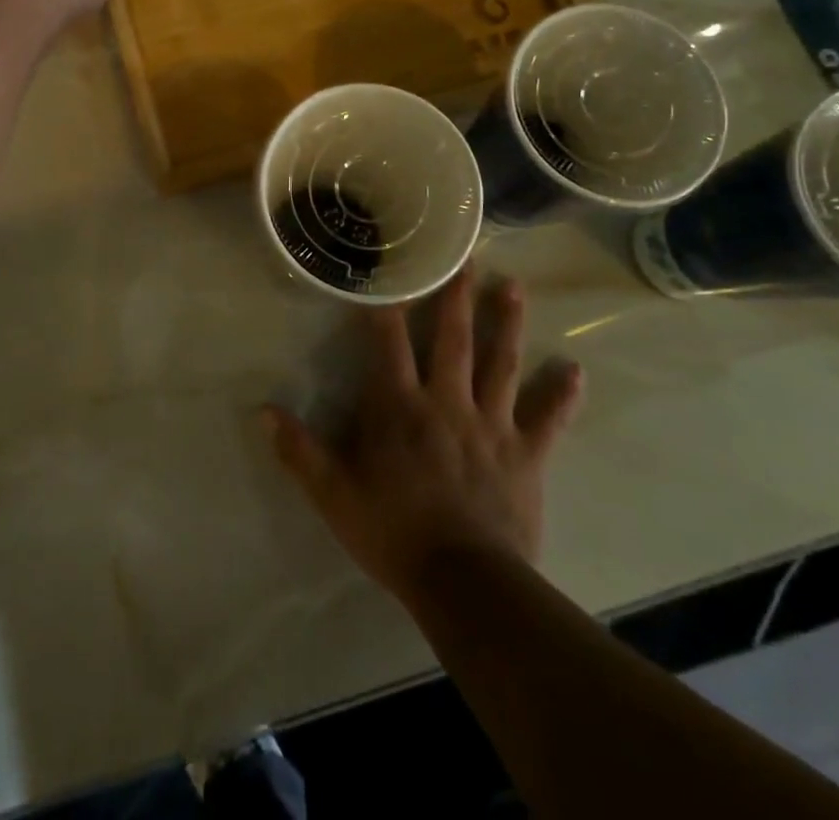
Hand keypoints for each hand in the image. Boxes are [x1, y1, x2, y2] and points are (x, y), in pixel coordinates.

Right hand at [265, 266, 583, 603]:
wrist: (464, 582)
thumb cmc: (393, 532)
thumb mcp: (333, 494)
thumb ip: (299, 450)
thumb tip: (263, 411)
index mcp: (399, 406)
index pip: (390, 343)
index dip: (389, 306)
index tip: (393, 271)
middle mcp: (446, 402)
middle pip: (453, 339)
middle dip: (456, 296)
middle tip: (466, 257)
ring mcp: (491, 425)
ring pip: (501, 364)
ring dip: (507, 324)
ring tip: (513, 287)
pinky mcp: (526, 454)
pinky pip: (547, 420)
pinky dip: (561, 395)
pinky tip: (576, 370)